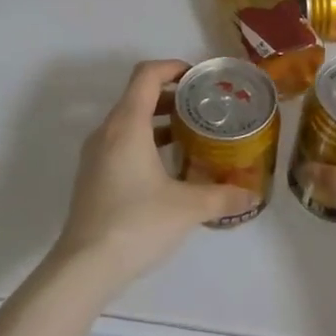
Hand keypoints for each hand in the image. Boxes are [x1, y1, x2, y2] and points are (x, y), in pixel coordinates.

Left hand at [50, 60, 258, 291]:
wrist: (84, 267)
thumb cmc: (136, 224)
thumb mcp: (187, 208)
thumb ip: (222, 196)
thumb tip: (251, 194)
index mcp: (127, 125)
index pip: (146, 75)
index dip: (172, 67)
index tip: (198, 76)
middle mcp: (107, 132)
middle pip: (137, 96)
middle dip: (171, 96)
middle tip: (203, 107)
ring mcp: (95, 155)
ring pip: (128, 121)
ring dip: (158, 120)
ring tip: (190, 135)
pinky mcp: (92, 177)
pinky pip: (120, 143)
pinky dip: (144, 141)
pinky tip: (167, 168)